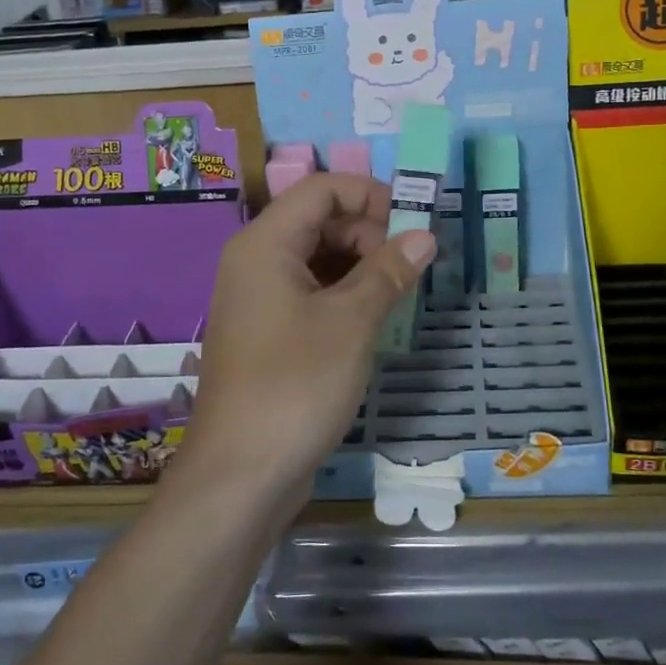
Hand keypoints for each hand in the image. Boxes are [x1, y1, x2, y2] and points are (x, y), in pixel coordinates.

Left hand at [178, 173, 434, 515]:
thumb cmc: (295, 385)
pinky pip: (310, 292)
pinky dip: (345, 294)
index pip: (321, 189)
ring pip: (317, 258)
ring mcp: (259, 298)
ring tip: (401, 292)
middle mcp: (256, 261)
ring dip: (362, 266)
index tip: (414, 224)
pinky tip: (374, 318)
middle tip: (411, 267)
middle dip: (369, 233)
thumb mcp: (351, 322)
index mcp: (265, 244)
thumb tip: (424, 236)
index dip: (370, 195)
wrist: (240, 475)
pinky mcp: (268, 332)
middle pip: (319, 220)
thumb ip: (388, 271)